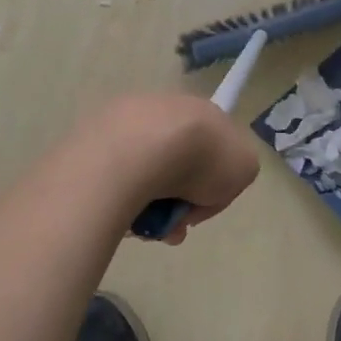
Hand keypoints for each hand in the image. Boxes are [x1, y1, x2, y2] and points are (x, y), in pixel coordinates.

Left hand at [84, 94, 259, 242]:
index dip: (209, 186)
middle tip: (170, 230)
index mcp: (203, 112)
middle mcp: (166, 110)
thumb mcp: (244, 168)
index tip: (196, 211)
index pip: (211, 150)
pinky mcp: (96, 137)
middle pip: (175, 166)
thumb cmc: (201, 158)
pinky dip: (122, 198)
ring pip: (144, 174)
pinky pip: (116, 177)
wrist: (141, 149)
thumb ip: (235, 172)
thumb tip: (206, 183)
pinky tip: (125, 213)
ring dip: (149, 205)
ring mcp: (128, 121)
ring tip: (146, 228)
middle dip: (176, 203)